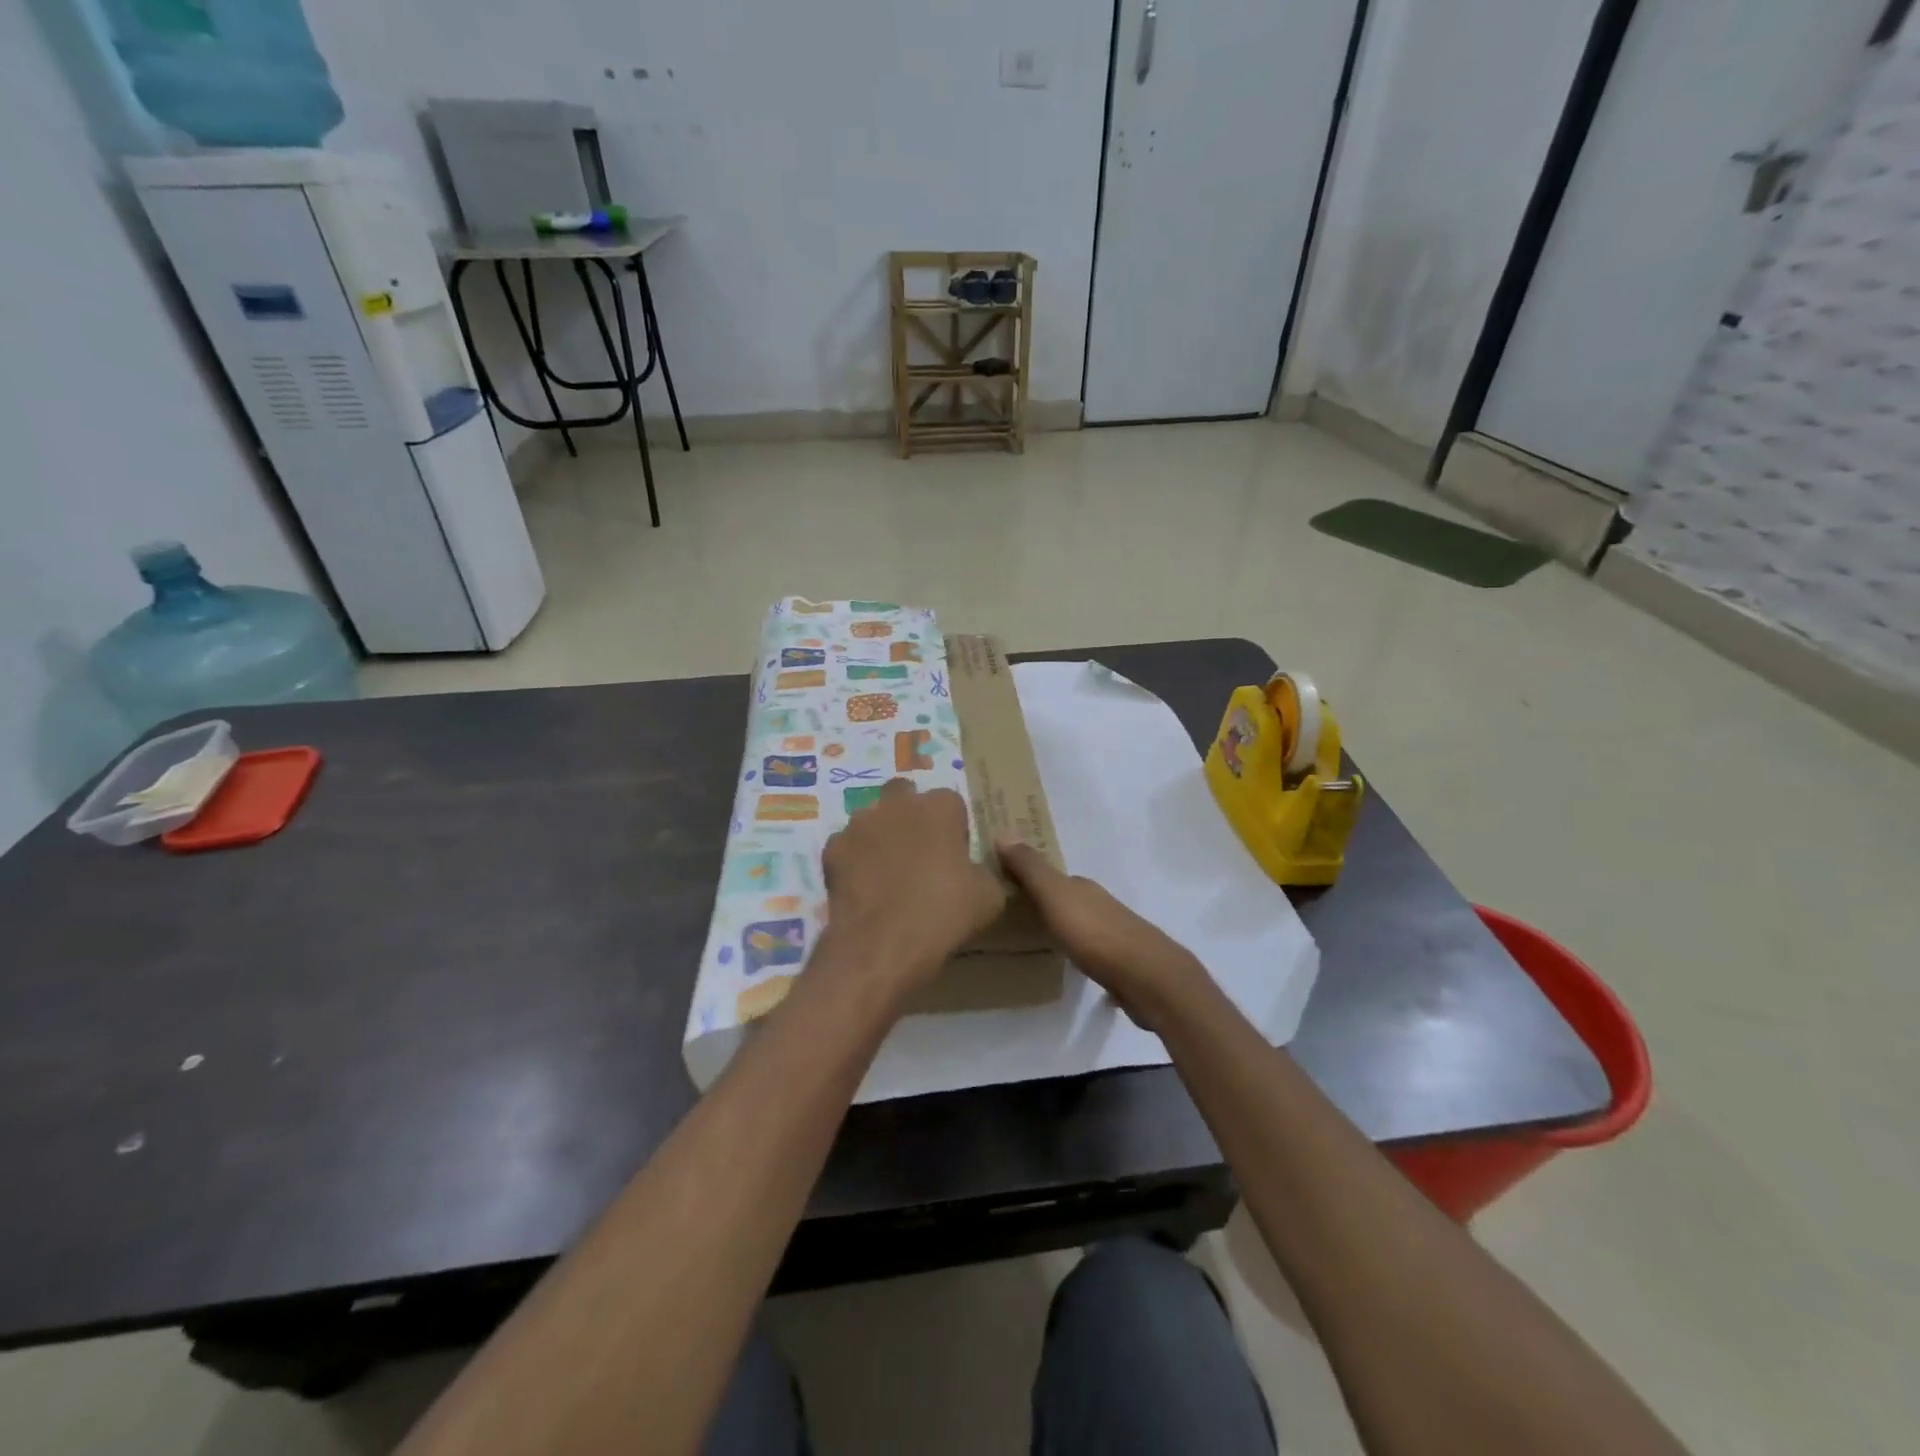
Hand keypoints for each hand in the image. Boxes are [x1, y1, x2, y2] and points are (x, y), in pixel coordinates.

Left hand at [819, 780, 1005, 1005]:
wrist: (882, 945)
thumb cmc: (944, 914)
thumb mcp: (989, 897)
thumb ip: (983, 871)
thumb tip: (974, 871)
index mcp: (939, 806)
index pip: (951, 803)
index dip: (953, 828)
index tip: (955, 856)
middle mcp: (898, 804)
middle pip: (905, 796)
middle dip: (911, 815)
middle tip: (919, 854)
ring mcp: (860, 823)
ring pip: (872, 819)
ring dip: (881, 836)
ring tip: (887, 874)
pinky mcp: (832, 848)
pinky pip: (847, 846)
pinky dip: (855, 861)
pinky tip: (863, 889)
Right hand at [996, 840, 1212, 1033]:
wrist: (1148, 978)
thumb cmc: (1095, 934)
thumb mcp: (1055, 897)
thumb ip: (1030, 869)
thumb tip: (1003, 830)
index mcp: (1082, 887)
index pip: (1051, 877)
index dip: (1028, 878)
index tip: (1004, 886)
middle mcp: (1099, 904)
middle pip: (1067, 899)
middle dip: (1044, 903)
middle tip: (1014, 916)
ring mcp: (1114, 934)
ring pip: (1080, 923)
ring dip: (1062, 927)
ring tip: (1036, 940)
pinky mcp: (1121, 963)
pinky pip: (1091, 950)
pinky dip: (1078, 951)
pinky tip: (1070, 964)